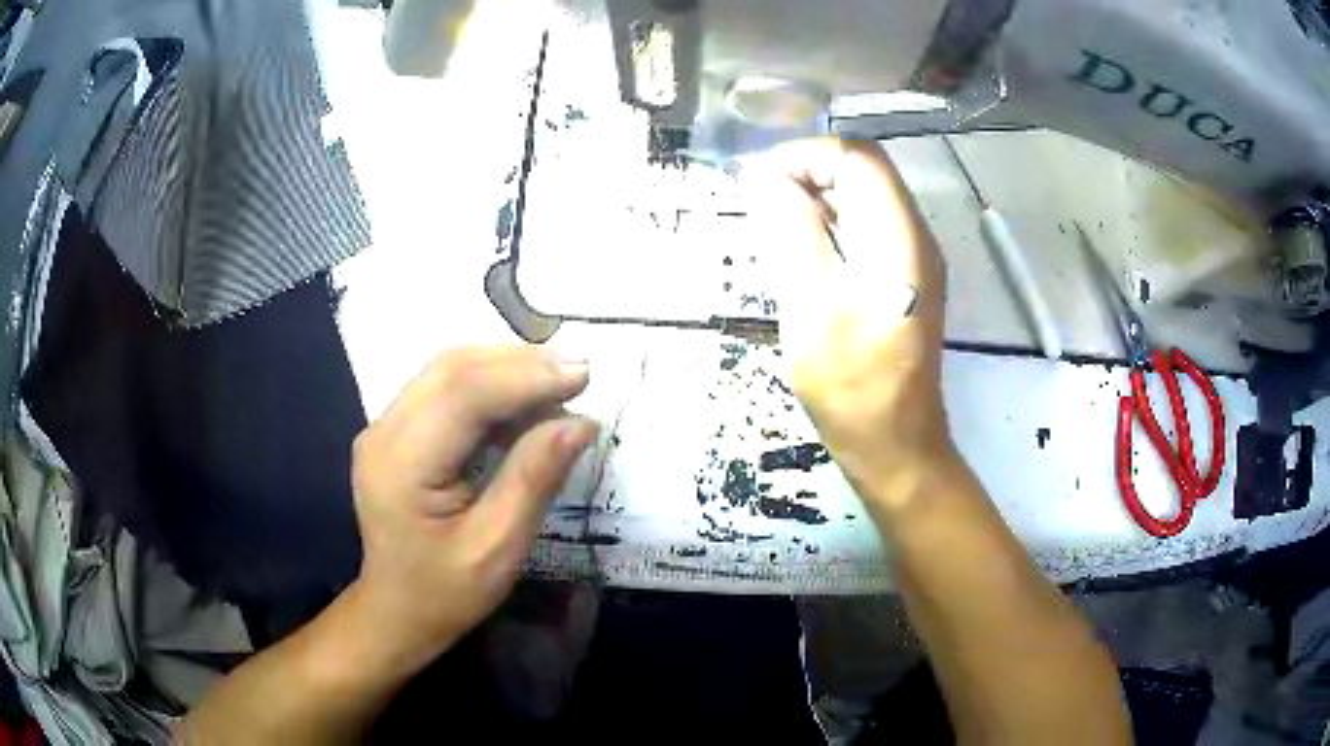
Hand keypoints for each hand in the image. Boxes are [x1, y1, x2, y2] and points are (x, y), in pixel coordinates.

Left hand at [347, 346, 597, 671]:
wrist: (397, 611)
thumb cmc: (446, 592)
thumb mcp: (498, 548)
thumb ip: (533, 479)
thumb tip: (580, 422)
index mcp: (401, 465)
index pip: (463, 394)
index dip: (525, 377)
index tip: (583, 376)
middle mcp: (384, 431)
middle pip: (453, 369)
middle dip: (520, 363)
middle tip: (579, 375)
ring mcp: (385, 427)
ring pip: (449, 370)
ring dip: (507, 369)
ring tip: (559, 387)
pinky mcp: (396, 430)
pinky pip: (446, 389)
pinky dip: (491, 387)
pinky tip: (524, 406)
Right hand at [754, 138, 957, 507]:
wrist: (896, 444)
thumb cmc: (850, 385)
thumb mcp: (809, 306)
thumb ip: (792, 233)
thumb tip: (772, 180)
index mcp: (898, 237)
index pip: (857, 157)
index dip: (806, 156)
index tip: (761, 184)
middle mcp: (916, 235)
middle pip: (866, 170)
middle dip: (810, 171)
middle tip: (763, 202)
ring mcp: (916, 256)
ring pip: (868, 195)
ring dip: (820, 194)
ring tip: (777, 223)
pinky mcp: (909, 277)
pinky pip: (871, 225)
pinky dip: (834, 220)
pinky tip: (806, 249)